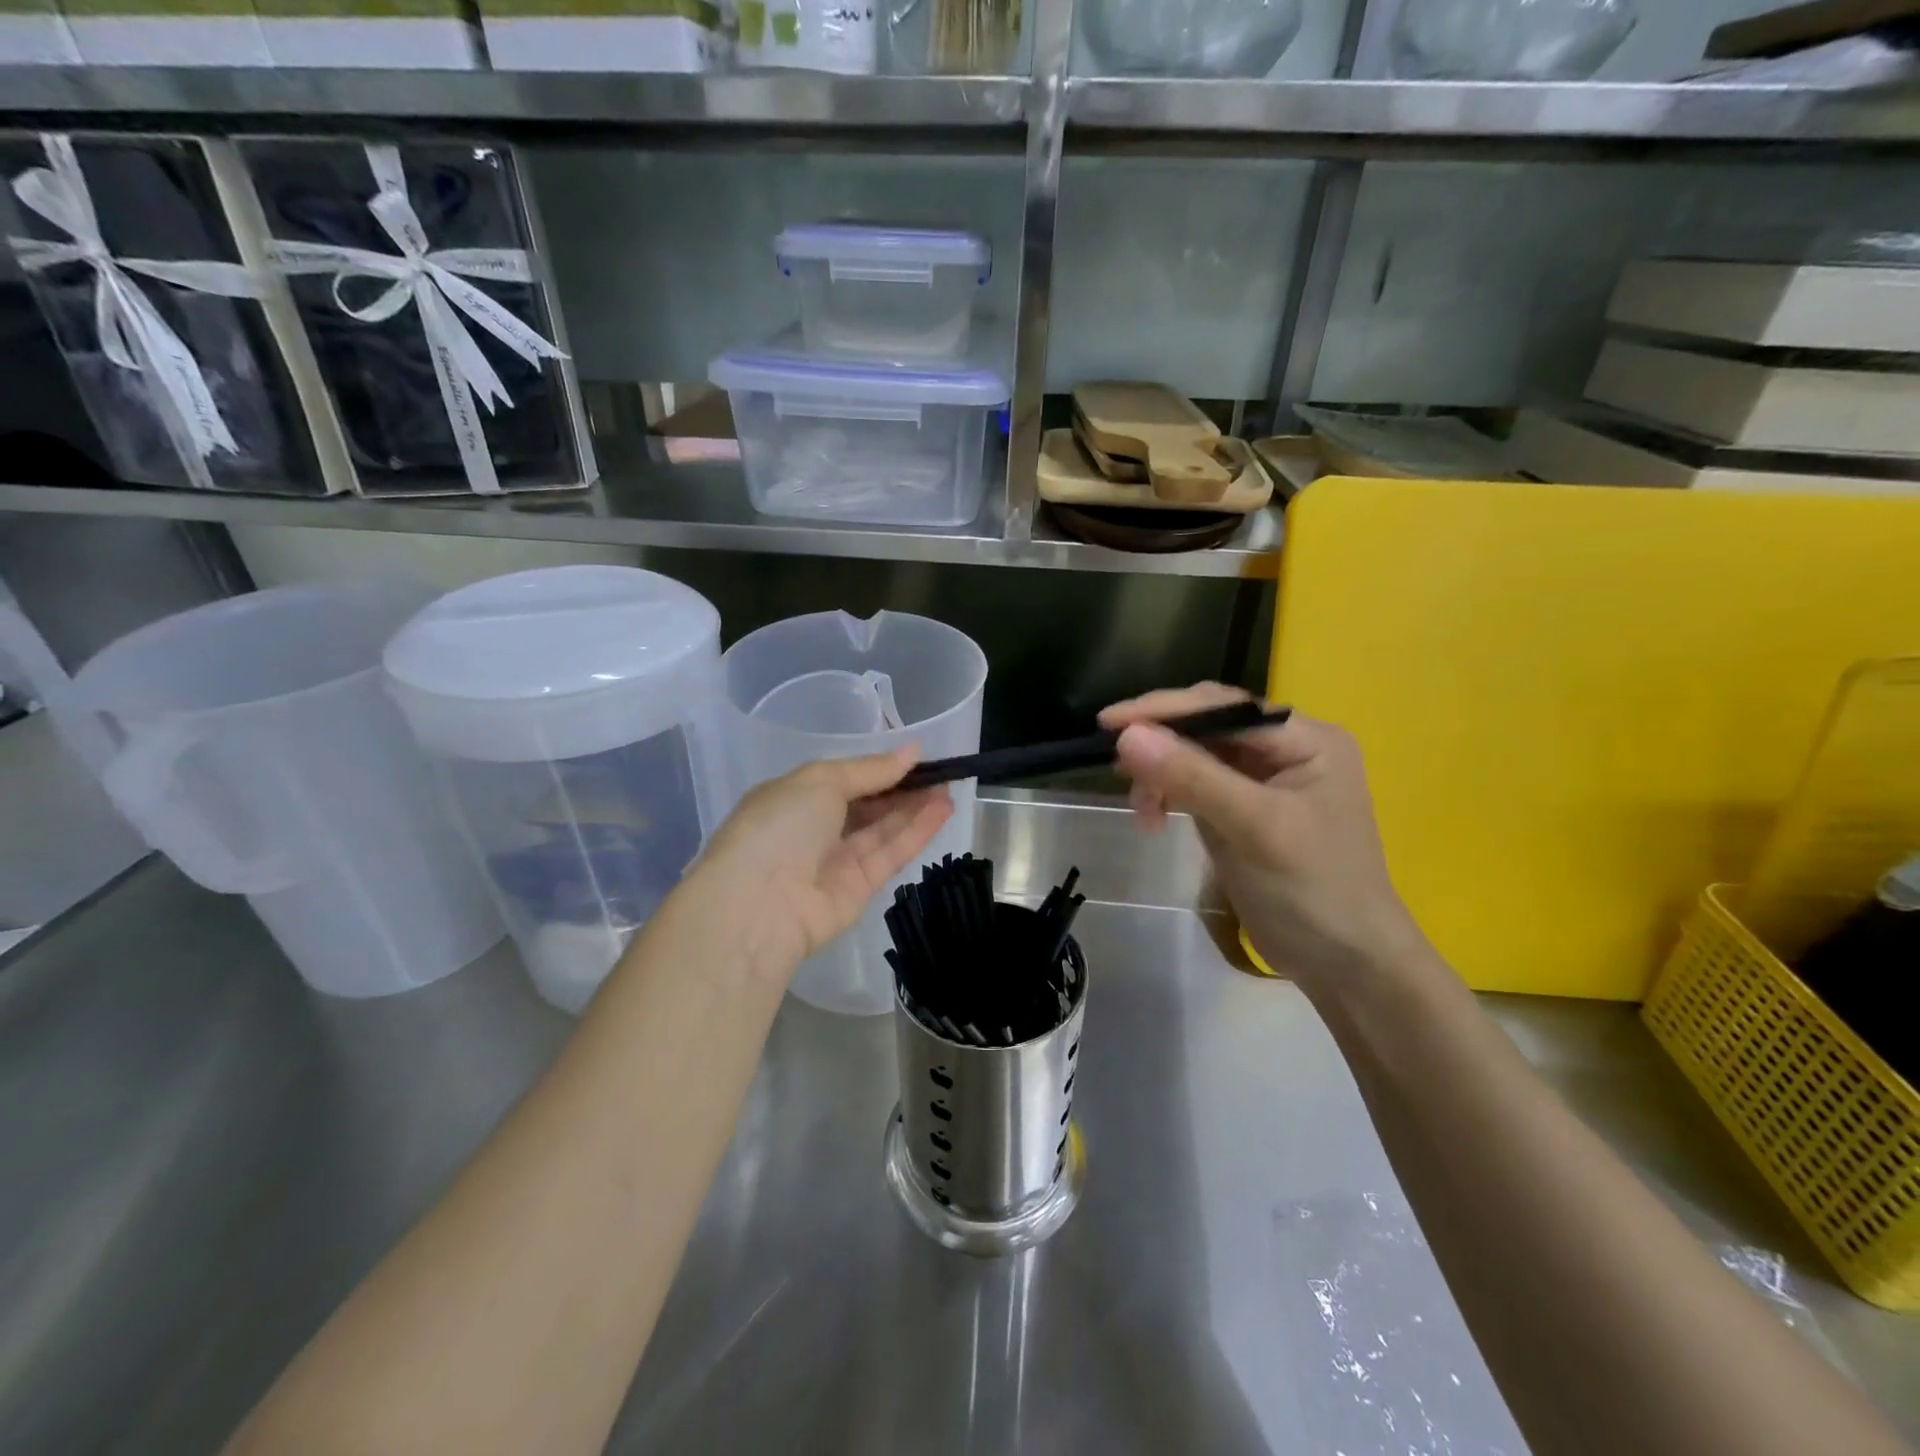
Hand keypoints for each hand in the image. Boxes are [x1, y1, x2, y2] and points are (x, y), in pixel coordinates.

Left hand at [687, 749, 953, 984]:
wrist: (759, 905)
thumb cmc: (781, 826)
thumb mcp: (821, 781)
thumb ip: (869, 769)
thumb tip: (911, 752)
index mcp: (793, 798)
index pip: (843, 779)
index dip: (879, 769)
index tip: (916, 758)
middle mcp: (814, 830)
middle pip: (866, 805)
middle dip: (902, 788)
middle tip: (941, 772)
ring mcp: (836, 862)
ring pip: (883, 829)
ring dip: (916, 808)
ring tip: (950, 787)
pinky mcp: (859, 889)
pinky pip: (891, 854)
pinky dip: (916, 832)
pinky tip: (943, 810)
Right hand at [1100, 683, 1428, 991]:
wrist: (1344, 964)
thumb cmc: (1314, 889)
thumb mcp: (1256, 828)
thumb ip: (1193, 777)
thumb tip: (1127, 735)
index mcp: (1305, 740)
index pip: (1224, 706)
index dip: (1165, 709)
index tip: (1109, 722)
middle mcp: (1283, 750)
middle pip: (1206, 727)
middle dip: (1160, 745)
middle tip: (1116, 767)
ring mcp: (1260, 782)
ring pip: (1192, 757)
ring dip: (1159, 775)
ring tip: (1142, 811)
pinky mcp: (1239, 811)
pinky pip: (1192, 786)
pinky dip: (1167, 796)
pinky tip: (1154, 819)